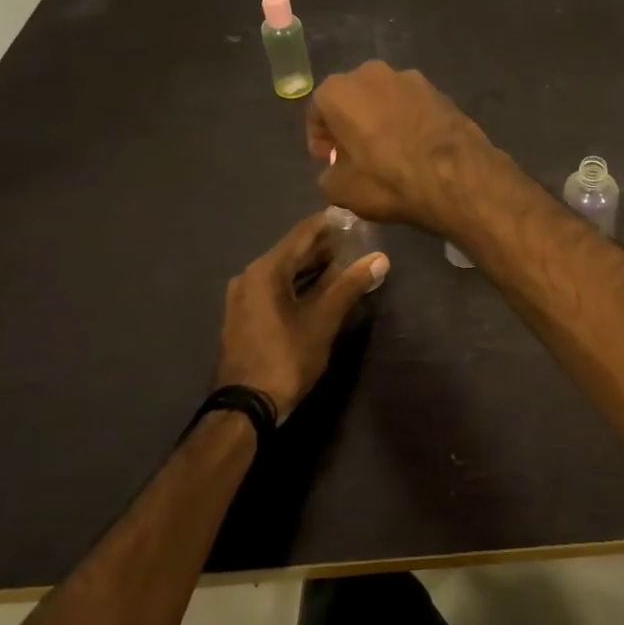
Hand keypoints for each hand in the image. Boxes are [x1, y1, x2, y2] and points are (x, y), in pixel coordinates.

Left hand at [213, 213, 388, 420]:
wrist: (245, 408)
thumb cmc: (286, 357)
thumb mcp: (324, 320)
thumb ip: (351, 285)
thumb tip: (380, 258)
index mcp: (266, 270)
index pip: (303, 233)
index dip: (330, 223)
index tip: (355, 216)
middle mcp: (249, 276)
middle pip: (292, 251)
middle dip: (324, 247)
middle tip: (357, 242)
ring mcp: (243, 297)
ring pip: (284, 271)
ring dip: (312, 267)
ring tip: (345, 264)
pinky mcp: (244, 316)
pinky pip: (275, 288)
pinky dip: (298, 284)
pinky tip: (320, 290)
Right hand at [307, 61, 499, 231]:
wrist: (455, 174)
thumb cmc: (387, 179)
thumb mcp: (341, 189)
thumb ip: (328, 174)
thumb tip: (337, 170)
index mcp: (339, 90)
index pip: (317, 112)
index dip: (319, 140)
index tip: (328, 161)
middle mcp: (373, 73)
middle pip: (352, 99)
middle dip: (350, 124)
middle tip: (355, 154)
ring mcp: (411, 78)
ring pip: (384, 99)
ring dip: (380, 119)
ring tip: (388, 151)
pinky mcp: (440, 90)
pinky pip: (413, 106)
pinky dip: (408, 121)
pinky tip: (415, 147)